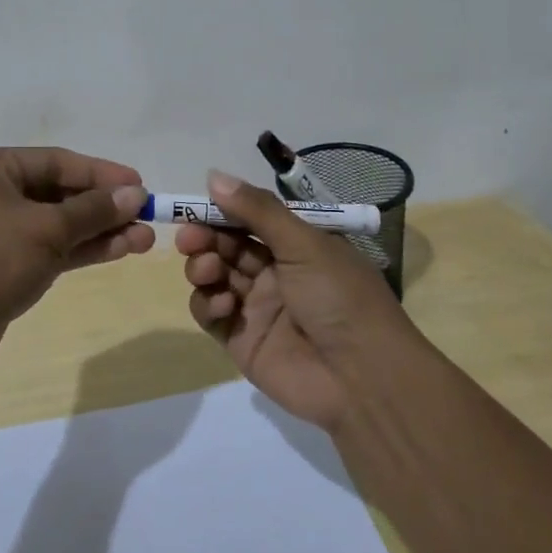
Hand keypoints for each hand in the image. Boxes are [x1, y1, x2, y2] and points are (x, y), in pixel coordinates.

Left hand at [0, 148, 151, 373]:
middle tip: (147, 217)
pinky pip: (48, 248)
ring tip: (144, 239)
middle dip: (104, 207)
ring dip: (99, 231)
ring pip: (57, 224)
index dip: (102, 173)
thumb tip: (135, 194)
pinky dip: (80, 250)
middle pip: (58, 192)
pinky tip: (118, 251)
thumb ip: (94, 210)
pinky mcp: (1, 266)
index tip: (141, 186)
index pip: (57, 161)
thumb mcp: (47, 228)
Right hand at [177, 170, 419, 431]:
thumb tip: (213, 175)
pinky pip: (211, 314)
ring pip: (214, 277)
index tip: (194, 206)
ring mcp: (256, 306)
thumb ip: (258, 210)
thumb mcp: (305, 244)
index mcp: (297, 245)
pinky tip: (222, 305)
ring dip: (204, 267)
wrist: (362, 377)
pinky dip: (208, 303)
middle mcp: (275, 272)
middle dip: (205, 237)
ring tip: (208, 270)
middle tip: (189, 238)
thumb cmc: (340, 298)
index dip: (221, 210)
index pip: (249, 219)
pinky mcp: (240, 339)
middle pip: (227, 246)